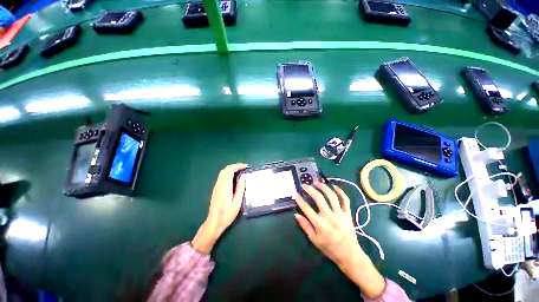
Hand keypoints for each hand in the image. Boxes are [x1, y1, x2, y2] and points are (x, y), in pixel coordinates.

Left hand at [192, 163, 246, 253]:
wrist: (214, 223)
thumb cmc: (227, 214)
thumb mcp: (237, 203)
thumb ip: (240, 189)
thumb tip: (243, 178)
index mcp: (225, 187)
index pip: (230, 170)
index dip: (238, 166)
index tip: (246, 166)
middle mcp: (219, 184)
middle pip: (225, 169)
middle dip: (235, 166)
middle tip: (244, 168)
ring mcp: (216, 187)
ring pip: (223, 172)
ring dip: (232, 169)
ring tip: (241, 171)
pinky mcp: (216, 189)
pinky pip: (222, 177)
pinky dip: (229, 173)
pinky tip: (234, 178)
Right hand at [294, 182, 384, 298]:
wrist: (349, 255)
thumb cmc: (329, 248)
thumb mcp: (314, 239)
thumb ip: (305, 226)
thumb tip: (296, 215)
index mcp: (320, 224)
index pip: (307, 209)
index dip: (300, 200)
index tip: (296, 194)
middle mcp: (329, 217)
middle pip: (319, 199)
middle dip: (310, 190)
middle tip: (305, 185)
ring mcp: (340, 214)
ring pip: (332, 196)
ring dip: (324, 187)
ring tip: (317, 182)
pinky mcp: (347, 214)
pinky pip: (345, 200)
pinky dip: (341, 192)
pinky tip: (334, 186)